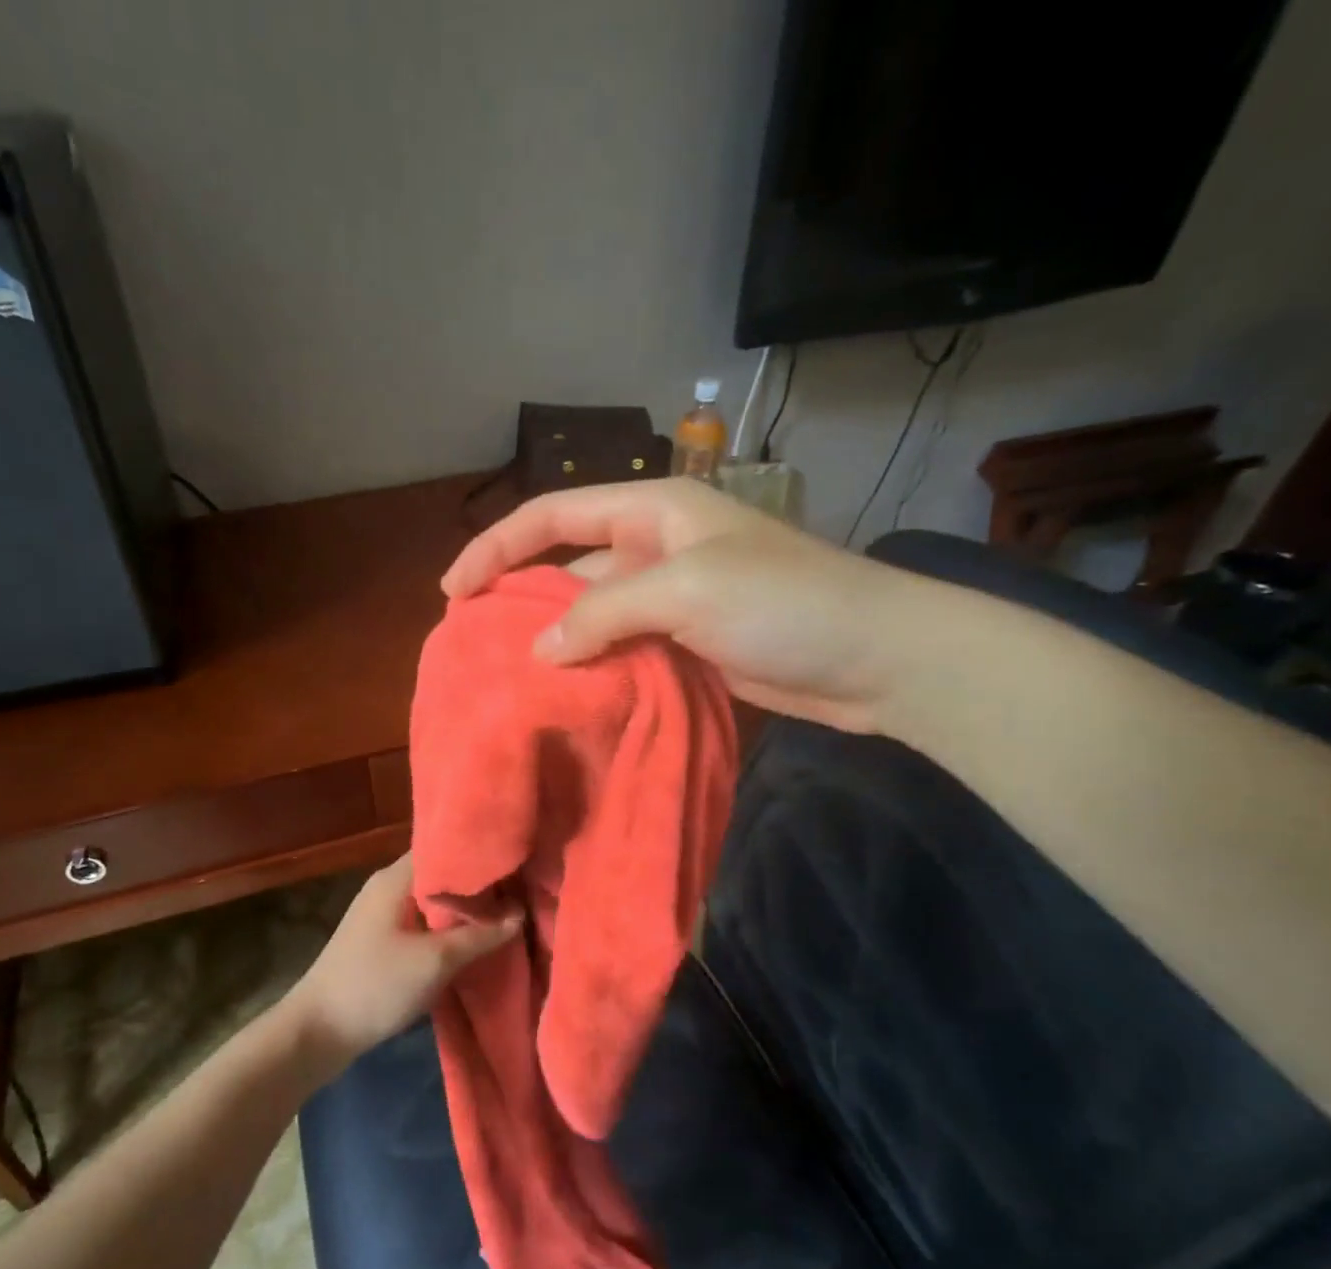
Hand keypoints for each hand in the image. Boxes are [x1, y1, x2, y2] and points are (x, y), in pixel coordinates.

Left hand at [282, 855, 521, 1077]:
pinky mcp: (381, 940)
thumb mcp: (435, 961)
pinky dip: (448, 928)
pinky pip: (423, 922)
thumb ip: (480, 935)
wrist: (318, 1032)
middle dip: (477, 884)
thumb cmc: (376, 985)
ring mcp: (382, 914)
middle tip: (521, 889)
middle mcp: (388, 887)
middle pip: (440, 874)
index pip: (443, 846)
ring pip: (433, 901)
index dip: (478, 852)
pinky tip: (473, 940)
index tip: (515, 859)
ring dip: (463, 910)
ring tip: (506, 913)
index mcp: (395, 877)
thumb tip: (519, 913)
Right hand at [441, 476, 938, 733]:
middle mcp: (655, 548)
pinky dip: (593, 669)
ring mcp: (671, 599)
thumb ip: (604, 614)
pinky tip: (565, 695)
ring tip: (509, 676)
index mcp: (653, 511)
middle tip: (473, 641)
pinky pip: (622, 650)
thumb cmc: (785, 602)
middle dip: (520, 597)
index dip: (497, 545)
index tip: (454, 590)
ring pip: (593, 615)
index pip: (553, 516)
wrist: (876, 657)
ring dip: (556, 641)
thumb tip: (540, 649)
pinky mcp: (685, 643)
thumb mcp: (687, 590)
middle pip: (567, 565)